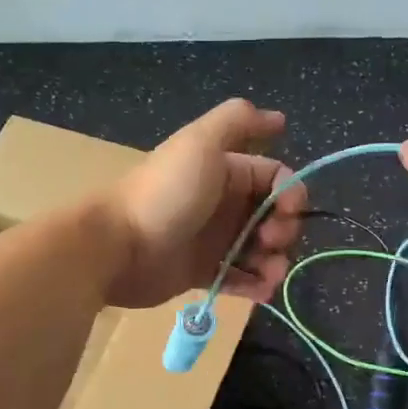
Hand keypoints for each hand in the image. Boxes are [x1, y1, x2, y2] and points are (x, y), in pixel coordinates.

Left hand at [104, 99, 306, 308]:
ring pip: (260, 250)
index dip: (290, 193)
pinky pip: (240, 279)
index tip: (288, 211)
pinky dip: (256, 285)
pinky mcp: (202, 272)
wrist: (117, 246)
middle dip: (284, 230)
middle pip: (272, 215)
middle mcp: (223, 203)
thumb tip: (279, 118)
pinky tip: (260, 290)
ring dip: (275, 262)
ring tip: (269, 275)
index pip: (275, 177)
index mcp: (225, 171)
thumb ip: (238, 121)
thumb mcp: (200, 143)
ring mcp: (212, 240)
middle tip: (271, 242)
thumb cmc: (165, 194)